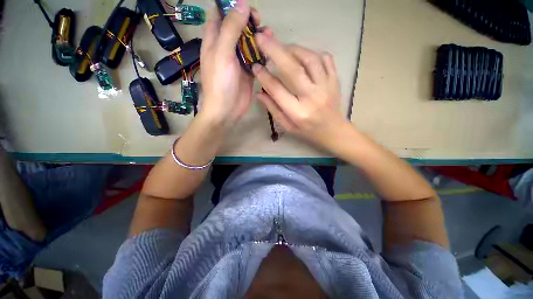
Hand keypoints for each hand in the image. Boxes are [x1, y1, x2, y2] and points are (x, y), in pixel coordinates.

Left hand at [199, 0, 257, 126]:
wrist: (227, 110)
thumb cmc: (220, 82)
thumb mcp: (222, 53)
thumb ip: (231, 29)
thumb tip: (242, 4)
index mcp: (214, 40)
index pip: (219, 15)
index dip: (231, 8)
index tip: (245, 7)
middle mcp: (226, 48)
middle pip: (237, 27)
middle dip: (248, 21)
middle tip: (258, 22)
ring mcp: (238, 60)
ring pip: (248, 42)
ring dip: (257, 36)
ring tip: (268, 33)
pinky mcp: (247, 72)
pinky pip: (255, 58)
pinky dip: (262, 53)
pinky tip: (268, 52)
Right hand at [253, 33, 346, 149]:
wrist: (332, 130)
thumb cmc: (307, 131)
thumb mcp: (287, 126)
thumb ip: (273, 109)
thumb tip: (260, 93)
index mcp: (298, 112)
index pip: (277, 90)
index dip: (264, 76)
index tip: (255, 66)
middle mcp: (312, 98)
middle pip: (293, 70)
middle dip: (275, 51)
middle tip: (262, 38)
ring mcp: (326, 87)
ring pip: (310, 59)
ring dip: (294, 49)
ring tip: (283, 48)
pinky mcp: (335, 80)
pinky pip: (325, 58)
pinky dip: (312, 52)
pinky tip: (303, 55)